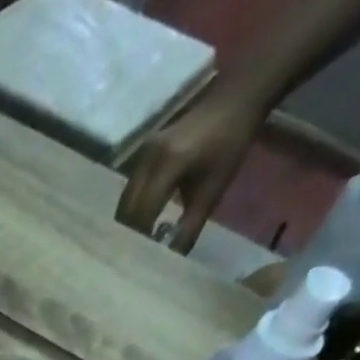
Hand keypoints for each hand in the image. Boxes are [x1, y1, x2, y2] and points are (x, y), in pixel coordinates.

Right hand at [116, 91, 266, 252]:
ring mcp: (142, 152)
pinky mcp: (142, 151)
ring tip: (140, 239)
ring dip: (129, 222)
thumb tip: (171, 258)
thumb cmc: (230, 143)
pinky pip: (130, 188)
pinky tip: (143, 219)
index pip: (142, 213)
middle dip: (130, 233)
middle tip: (138, 253)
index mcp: (167, 164)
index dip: (140, 239)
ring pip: (125, 200)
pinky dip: (133, 207)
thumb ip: (190, 226)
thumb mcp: (213, 190)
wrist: (234, 99)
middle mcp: (148, 158)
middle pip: (126, 209)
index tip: (144, 259)